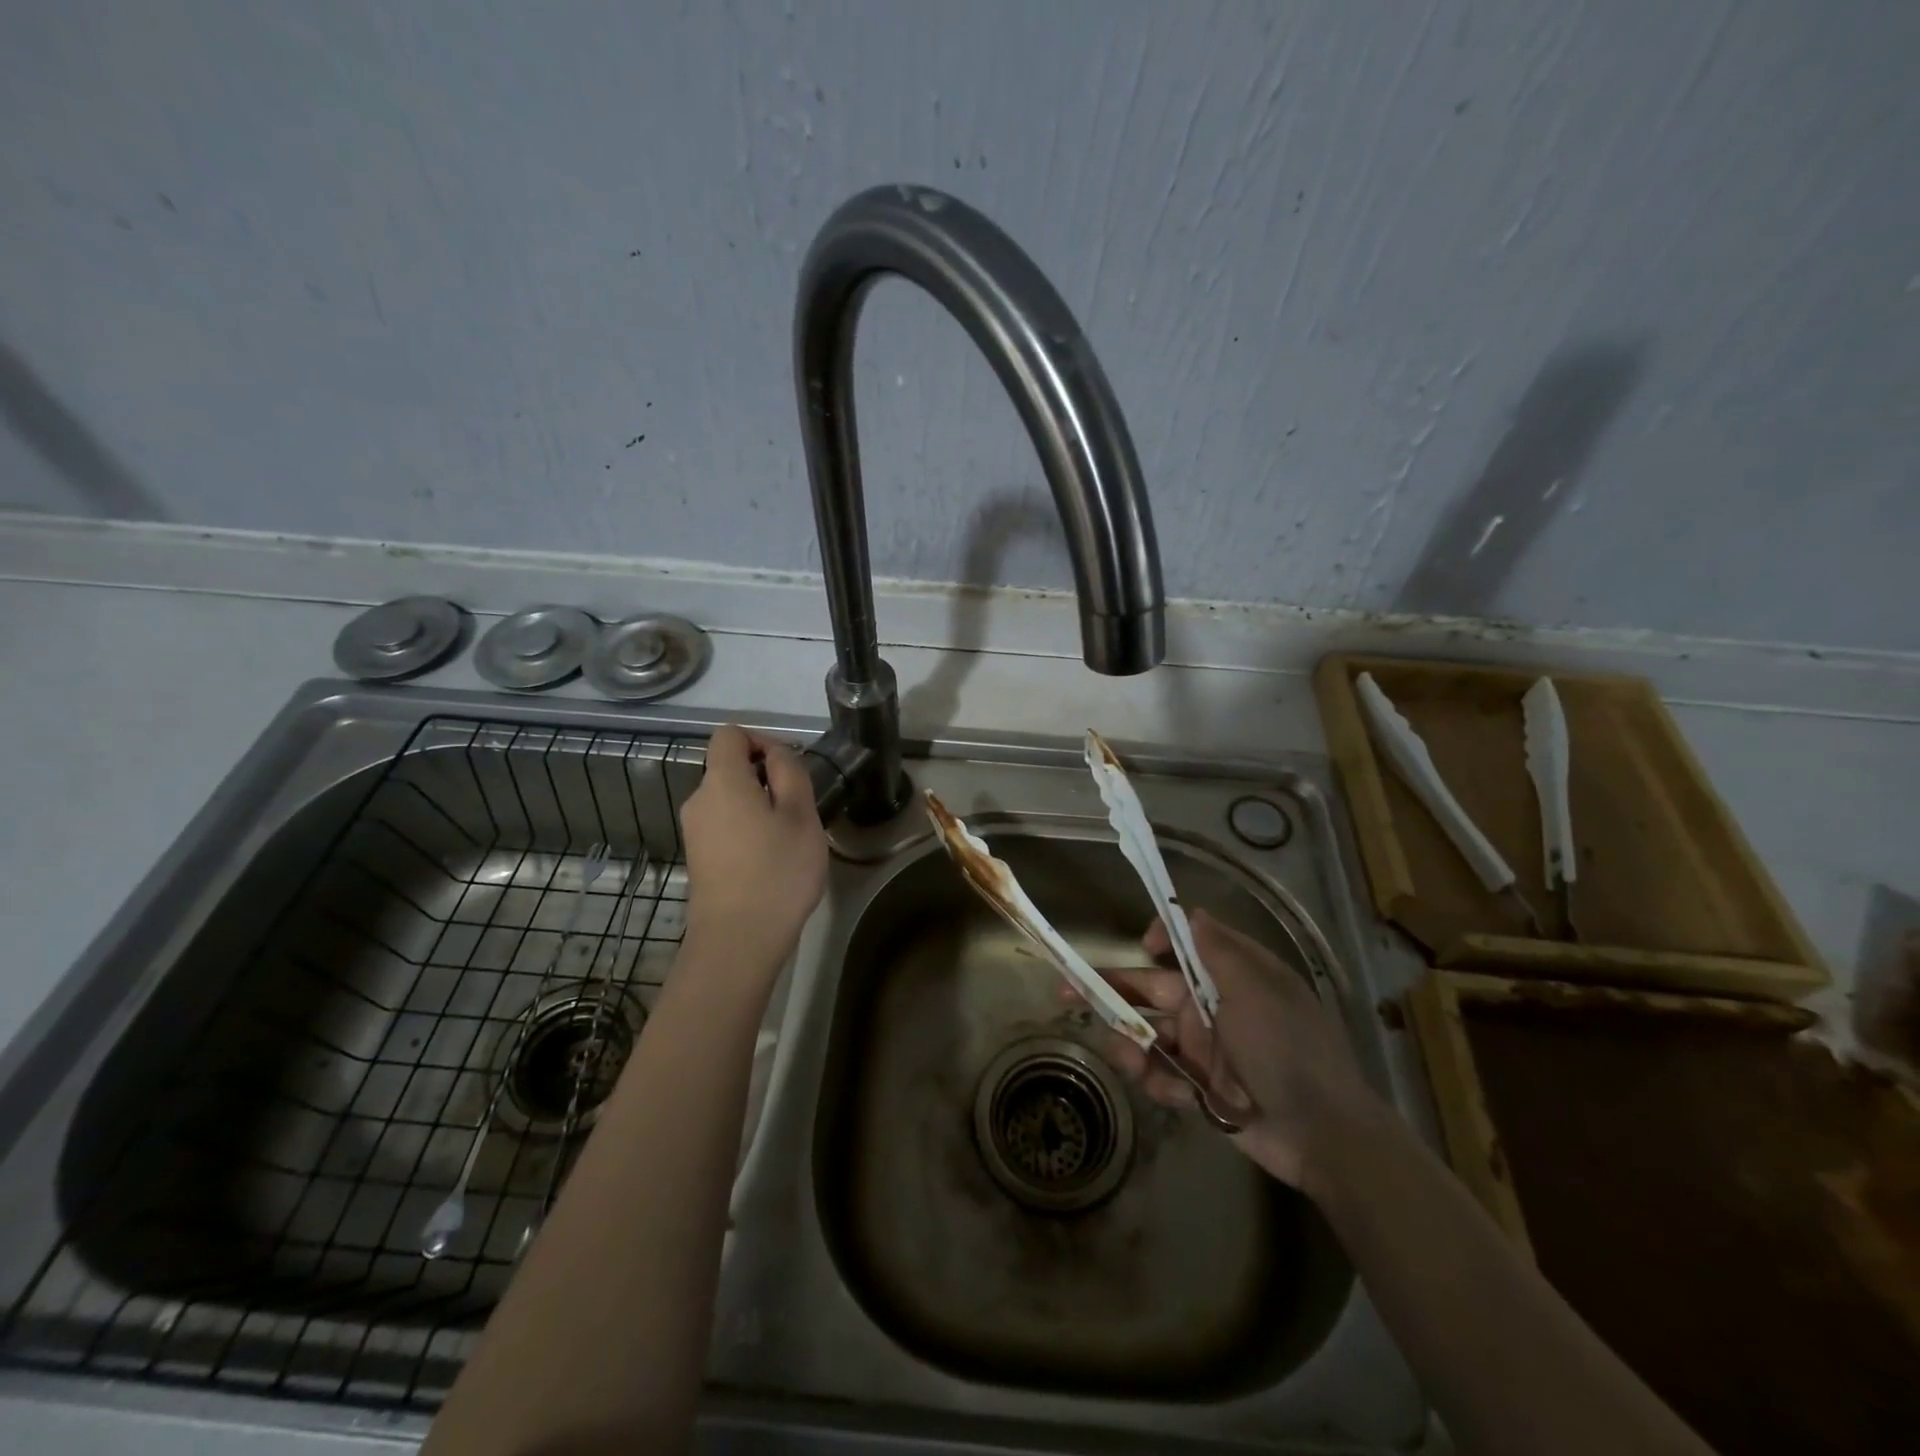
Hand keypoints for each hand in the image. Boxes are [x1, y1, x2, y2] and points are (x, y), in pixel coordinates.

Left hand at [680, 724, 828, 971]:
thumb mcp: (801, 815)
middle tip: (799, 808)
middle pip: (729, 767)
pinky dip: (747, 829)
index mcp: (721, 781)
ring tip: (788, 837)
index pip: (729, 734)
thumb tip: (776, 754)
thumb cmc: (777, 871)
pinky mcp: (698, 857)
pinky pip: (724, 824)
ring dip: (759, 806)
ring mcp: (695, 831)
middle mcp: (698, 800)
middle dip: (764, 777)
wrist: (738, 940)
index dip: (760, 740)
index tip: (788, 768)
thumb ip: (790, 772)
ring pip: (729, 799)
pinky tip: (770, 859)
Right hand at [1087, 909, 1377, 1191]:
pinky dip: (1158, 1082)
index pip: (1187, 945)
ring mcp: (1204, 1050)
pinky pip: (1163, 1076)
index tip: (1145, 946)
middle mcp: (1212, 1008)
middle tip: (1065, 990)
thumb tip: (1192, 912)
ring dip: (1129, 1042)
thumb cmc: (1288, 1048)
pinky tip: (1172, 1093)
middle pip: (1151, 990)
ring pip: (1148, 1035)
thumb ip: (1218, 951)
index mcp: (1230, 977)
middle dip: (1111, 990)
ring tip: (1122, 1055)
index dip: (1162, 940)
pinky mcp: (1200, 1089)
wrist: (1323, 1135)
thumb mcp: (1256, 990)